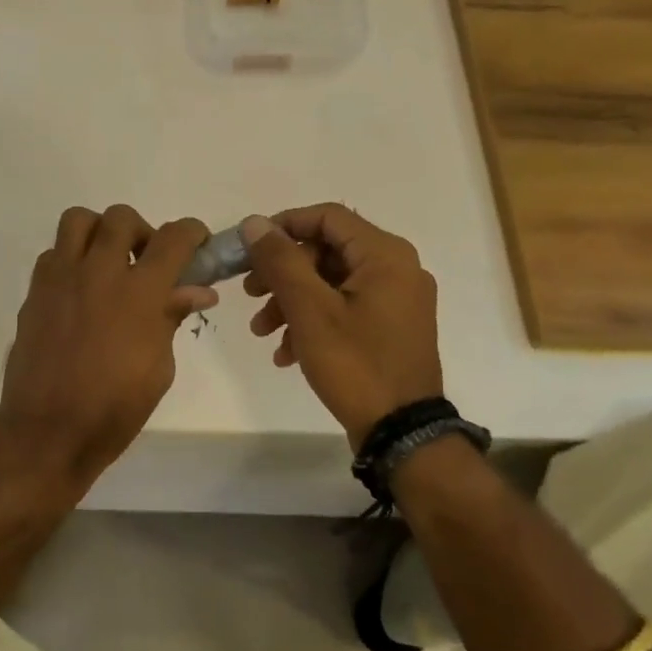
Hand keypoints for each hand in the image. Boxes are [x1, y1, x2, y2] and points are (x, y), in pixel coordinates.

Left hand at [0, 206, 216, 492]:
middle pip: (122, 217)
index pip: (173, 238)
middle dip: (143, 231)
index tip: (197, 243)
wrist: (48, 432)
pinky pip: (53, 253)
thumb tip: (196, 291)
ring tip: (108, 264)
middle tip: (147, 261)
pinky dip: (71, 259)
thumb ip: (171, 319)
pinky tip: (79, 291)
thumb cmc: (114, 410)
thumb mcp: (158, 369)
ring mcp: (61, 279)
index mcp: (140, 294)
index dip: (192, 232)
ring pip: (79, 220)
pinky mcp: (34, 292)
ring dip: (100, 232)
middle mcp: (99, 273)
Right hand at [241, 205, 444, 444]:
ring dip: (291, 301)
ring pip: (331, 283)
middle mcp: (397, 269)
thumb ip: (280, 261)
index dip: (284, 226)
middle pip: (326, 251)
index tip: (250, 249)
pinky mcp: (390, 328)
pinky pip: (344, 309)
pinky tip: (286, 353)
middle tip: (250, 294)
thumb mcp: (309, 310)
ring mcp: (396, 301)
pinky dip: (313, 322)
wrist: (402, 433)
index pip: (327, 217)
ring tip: (262, 331)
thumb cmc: (356, 364)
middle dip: (283, 273)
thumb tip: (254, 223)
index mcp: (385, 255)